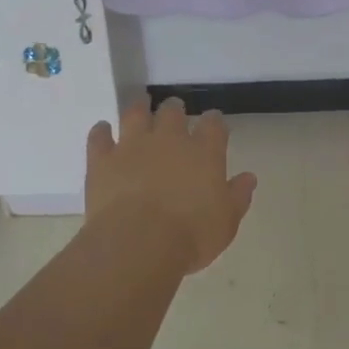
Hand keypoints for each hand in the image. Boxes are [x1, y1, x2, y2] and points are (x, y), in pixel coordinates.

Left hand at [85, 98, 257, 274]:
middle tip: (174, 110)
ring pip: (135, 114)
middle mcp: (168, 140)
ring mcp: (132, 146)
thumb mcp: (226, 221)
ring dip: (139, 107)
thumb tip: (248, 177)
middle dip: (175, 109)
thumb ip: (237, 195)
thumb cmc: (191, 235)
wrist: (138, 243)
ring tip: (141, 104)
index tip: (214, 121)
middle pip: (172, 112)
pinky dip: (101, 131)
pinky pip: (99, 136)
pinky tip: (102, 129)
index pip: (213, 125)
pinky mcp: (102, 160)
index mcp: (204, 152)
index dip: (214, 121)